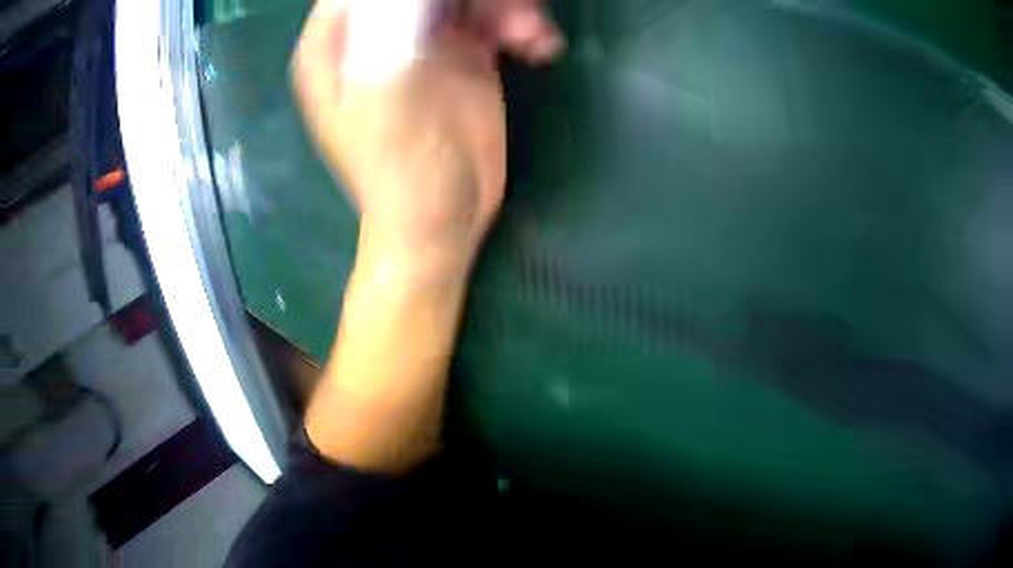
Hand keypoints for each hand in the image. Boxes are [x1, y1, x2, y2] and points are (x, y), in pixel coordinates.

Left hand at [293, 0, 563, 281]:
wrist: (441, 218)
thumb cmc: (401, 167)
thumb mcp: (387, 89)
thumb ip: (395, 24)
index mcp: (335, 41)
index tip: (455, 4)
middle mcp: (374, 31)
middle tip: (513, 14)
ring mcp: (419, 38)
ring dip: (503, 6)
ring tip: (531, 37)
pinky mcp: (459, 52)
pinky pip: (488, 16)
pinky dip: (516, 23)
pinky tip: (536, 46)